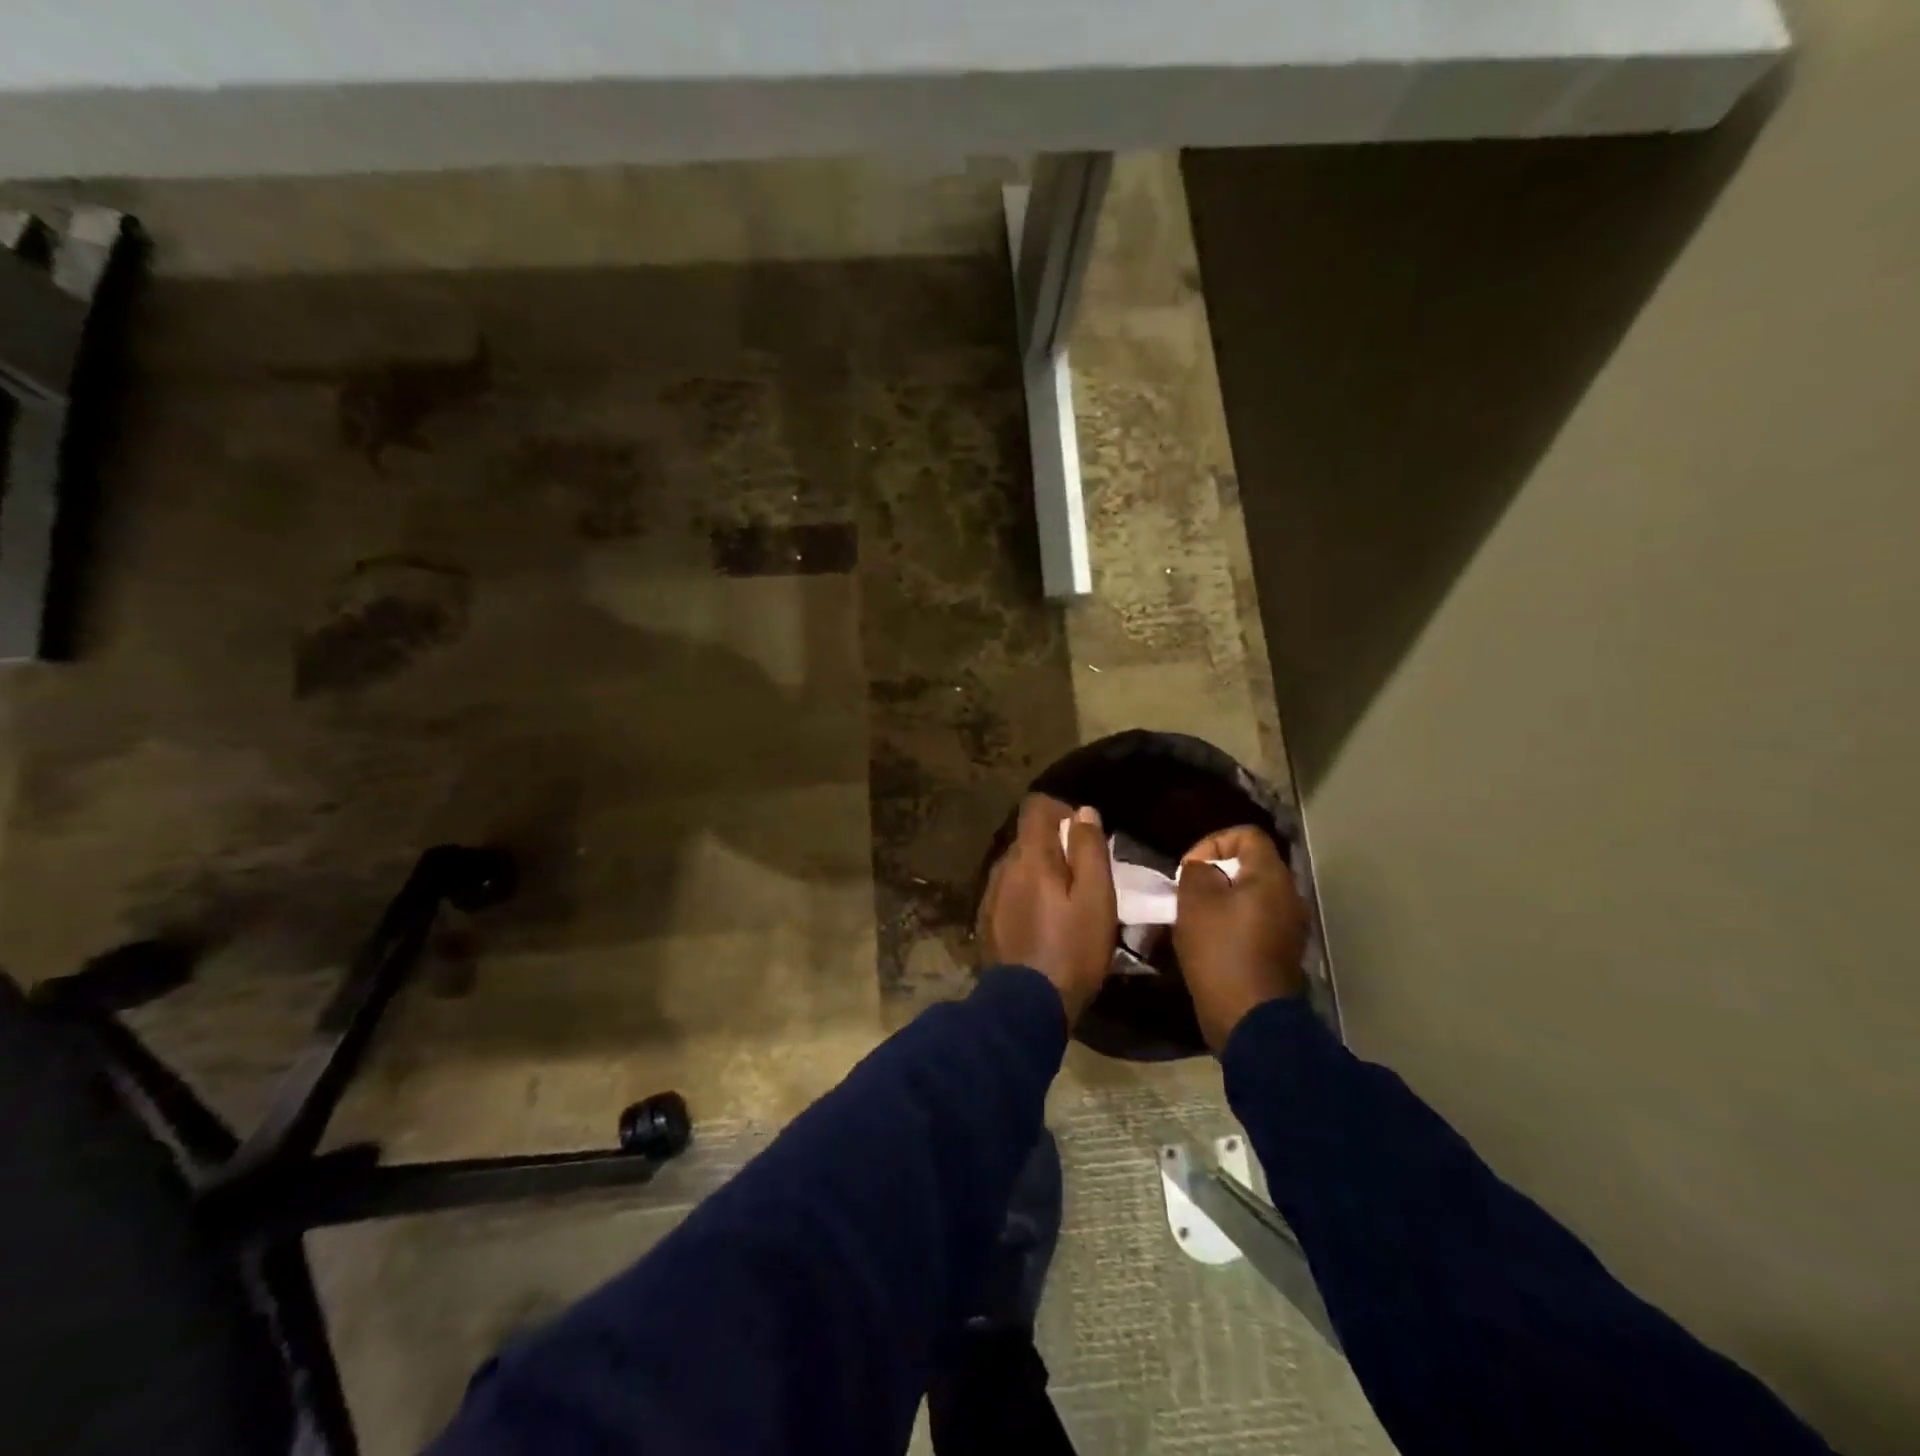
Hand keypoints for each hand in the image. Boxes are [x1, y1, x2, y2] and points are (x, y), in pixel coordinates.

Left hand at [977, 796, 1117, 1022]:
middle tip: (1084, 878)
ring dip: (1041, 874)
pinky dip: (1028, 896)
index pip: (1036, 807)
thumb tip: (1083, 811)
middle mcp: (1002, 867)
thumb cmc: (1072, 948)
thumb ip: (1089, 849)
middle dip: (1056, 847)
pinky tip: (1044, 924)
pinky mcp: (987, 920)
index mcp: (1029, 856)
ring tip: (1067, 905)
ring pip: (1019, 867)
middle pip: (1029, 838)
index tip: (1084, 837)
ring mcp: (990, 894)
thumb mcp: (1096, 898)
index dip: (1062, 811)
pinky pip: (1010, 892)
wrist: (1027, 1005)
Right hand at [1174, 825, 1308, 1051]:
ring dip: (1221, 900)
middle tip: (1188, 892)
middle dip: (1214, 874)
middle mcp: (1288, 895)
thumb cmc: (1220, 951)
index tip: (1189, 868)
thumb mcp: (1194, 901)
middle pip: (1250, 865)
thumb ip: (1197, 871)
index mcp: (1271, 876)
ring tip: (1194, 917)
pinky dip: (1232, 923)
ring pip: (1250, 895)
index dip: (1213, 842)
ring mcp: (1289, 925)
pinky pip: (1254, 921)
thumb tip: (1203, 869)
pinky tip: (1209, 941)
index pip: (1247, 835)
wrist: (1249, 1017)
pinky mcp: (1281, 951)